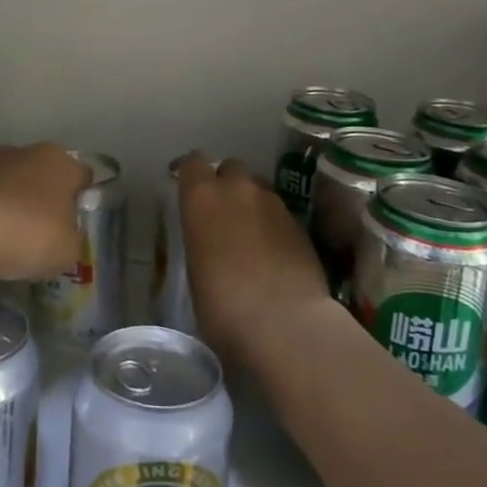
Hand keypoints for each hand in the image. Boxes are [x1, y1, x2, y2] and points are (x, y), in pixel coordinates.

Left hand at [0, 143, 89, 283]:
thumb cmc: (29, 233)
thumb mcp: (67, 250)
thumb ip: (72, 239)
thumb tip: (64, 236)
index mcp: (62, 162)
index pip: (82, 175)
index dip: (82, 199)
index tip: (76, 224)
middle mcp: (29, 152)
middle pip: (46, 175)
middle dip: (46, 199)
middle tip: (45, 233)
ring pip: (14, 184)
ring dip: (15, 204)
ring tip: (12, 240)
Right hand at [174, 153, 331, 367]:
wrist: (286, 324)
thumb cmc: (223, 306)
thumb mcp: (195, 272)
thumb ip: (199, 242)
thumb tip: (207, 244)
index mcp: (202, 197)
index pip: (192, 163)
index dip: (189, 173)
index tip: (185, 186)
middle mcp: (238, 189)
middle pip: (230, 168)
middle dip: (225, 183)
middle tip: (221, 212)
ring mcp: (274, 204)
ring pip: (258, 189)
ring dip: (251, 203)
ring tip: (249, 233)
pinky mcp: (301, 224)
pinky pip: (280, 213)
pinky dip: (273, 224)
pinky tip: (273, 253)